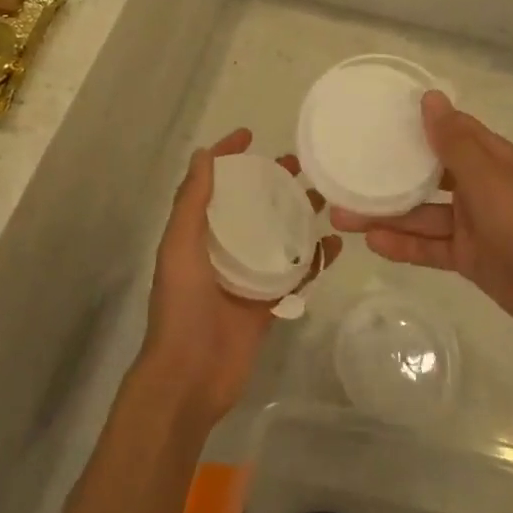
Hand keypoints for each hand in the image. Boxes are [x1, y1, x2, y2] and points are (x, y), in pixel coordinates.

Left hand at [141, 129, 340, 422]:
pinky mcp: (268, 303)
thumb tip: (203, 153)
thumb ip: (191, 201)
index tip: (251, 134)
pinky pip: (295, 274)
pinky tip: (333, 245)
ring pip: (277, 235)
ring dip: (298, 215)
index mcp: (196, 233)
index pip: (212, 183)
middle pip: (251, 205)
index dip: (227, 156)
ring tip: (326, 196)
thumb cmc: (181, 307)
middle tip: (301, 164)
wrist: (190, 378)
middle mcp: (221, 249)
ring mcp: (247, 276)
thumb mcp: (179, 247)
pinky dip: (313, 259)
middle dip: (272, 181)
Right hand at [332, 91, 512, 345]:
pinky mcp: (468, 256)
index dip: (414, 124)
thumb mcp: (488, 178)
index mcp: (488, 158)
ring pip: (420, 213)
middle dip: (387, 175)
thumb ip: (453, 141)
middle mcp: (477, 186)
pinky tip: (372, 243)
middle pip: (425, 175)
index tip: (374, 118)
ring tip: (341, 215)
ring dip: (386, 214)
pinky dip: (403, 245)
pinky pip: (429, 246)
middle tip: (344, 173)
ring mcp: (471, 223)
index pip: (447, 131)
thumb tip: (429, 96)